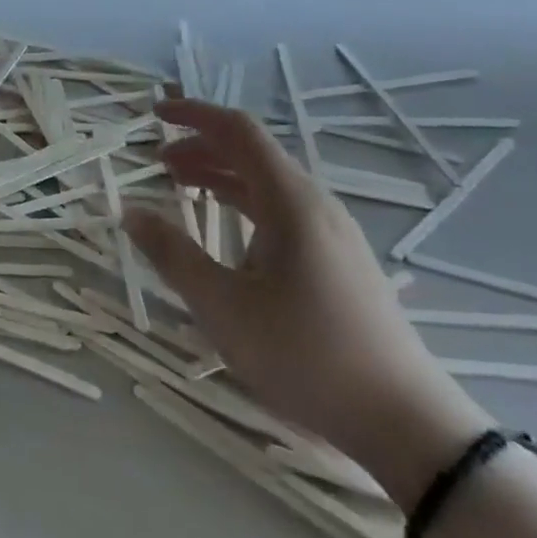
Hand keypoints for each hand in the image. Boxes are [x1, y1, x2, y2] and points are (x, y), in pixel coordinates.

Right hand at [125, 100, 491, 505]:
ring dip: (221, 176)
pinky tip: (227, 229)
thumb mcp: (223, 307)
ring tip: (181, 187)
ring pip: (268, 183)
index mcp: (291, 202)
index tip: (154, 113)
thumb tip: (131, 211)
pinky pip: (283, 210)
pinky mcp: (341, 261)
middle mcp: (316, 206)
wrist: (406, 423)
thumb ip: (173, 254)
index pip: (238, 131)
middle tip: (158, 162)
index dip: (193, 114)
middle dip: (201, 148)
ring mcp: (334, 234)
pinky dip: (244, 202)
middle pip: (253, 153)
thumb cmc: (306, 356)